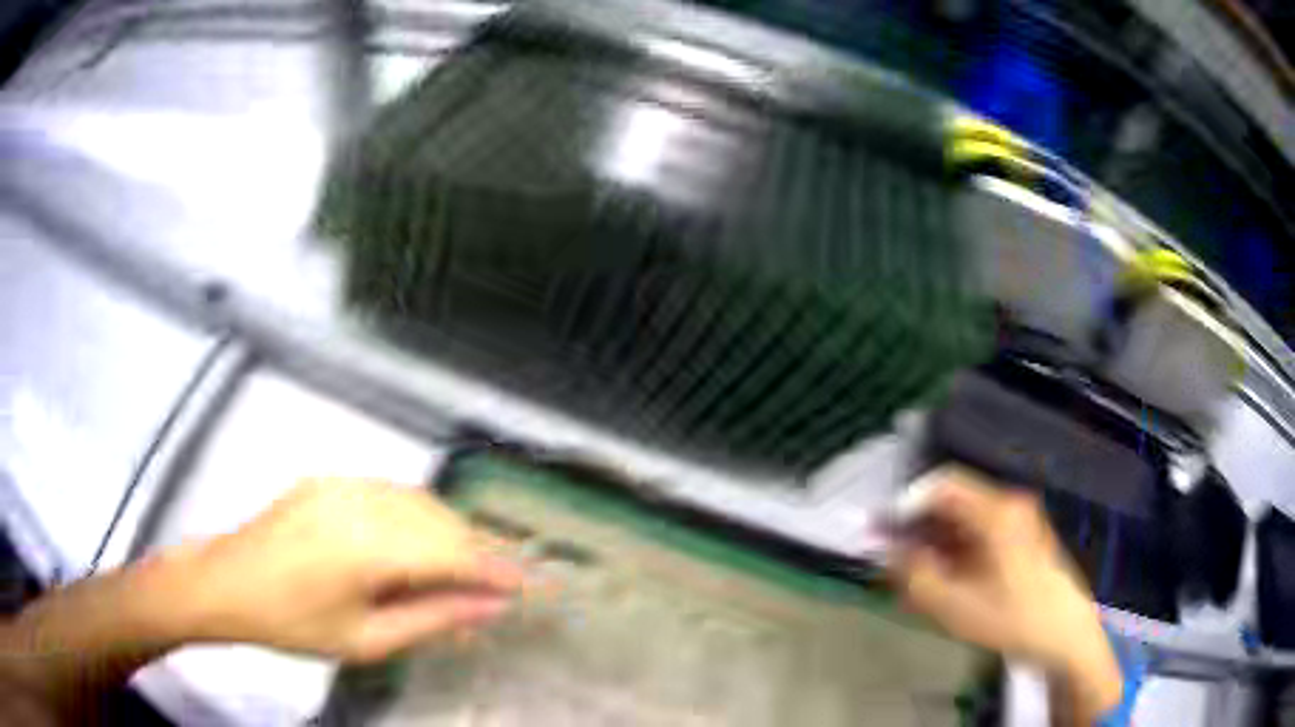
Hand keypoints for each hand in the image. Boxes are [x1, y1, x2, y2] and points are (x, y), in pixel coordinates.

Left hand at [161, 478, 524, 662]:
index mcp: (368, 548)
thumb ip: (432, 619)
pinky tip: (420, 542)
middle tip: (499, 586)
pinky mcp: (331, 479)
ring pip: (421, 502)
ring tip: (465, 568)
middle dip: (479, 553)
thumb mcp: (366, 640)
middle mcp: (362, 504)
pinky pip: (392, 493)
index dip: (496, 570)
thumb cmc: (293, 624)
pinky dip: (419, 517)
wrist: (227, 583)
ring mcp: (344, 485)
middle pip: (443, 523)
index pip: (454, 555)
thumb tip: (488, 608)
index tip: (530, 587)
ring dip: (451, 533)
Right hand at [889, 467, 1121, 720]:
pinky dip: (956, 551)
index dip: (907, 503)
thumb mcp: (955, 606)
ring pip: (965, 519)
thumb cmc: (1012, 619)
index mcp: (996, 511)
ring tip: (914, 579)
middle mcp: (1009, 504)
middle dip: (919, 528)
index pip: (943, 483)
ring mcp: (1019, 520)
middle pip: (953, 501)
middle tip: (893, 562)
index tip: (883, 534)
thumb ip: (915, 575)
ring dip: (935, 542)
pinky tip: (944, 581)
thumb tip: (889, 550)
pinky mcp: (1022, 537)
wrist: (1064, 634)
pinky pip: (980, 533)